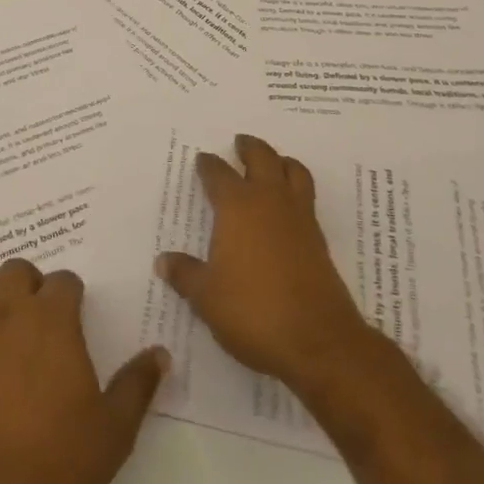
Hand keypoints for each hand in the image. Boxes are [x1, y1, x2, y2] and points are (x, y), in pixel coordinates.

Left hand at [0, 258, 168, 483]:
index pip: (63, 279)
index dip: (72, 294)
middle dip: (30, 285)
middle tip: (42, 320)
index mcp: (52, 320)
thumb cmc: (56, 464)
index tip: (78, 317)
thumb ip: (137, 385)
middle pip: (15, 271)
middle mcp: (8, 315)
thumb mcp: (114, 431)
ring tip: (9, 340)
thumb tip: (160, 354)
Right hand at [156, 134, 373, 392]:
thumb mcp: (206, 296)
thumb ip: (185, 274)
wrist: (318, 341)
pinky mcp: (319, 240)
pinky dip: (296, 190)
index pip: (219, 174)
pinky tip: (287, 208)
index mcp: (237, 206)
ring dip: (281, 162)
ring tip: (273, 163)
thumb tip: (163, 261)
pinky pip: (307, 198)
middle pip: (262, 158)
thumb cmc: (253, 311)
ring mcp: (299, 218)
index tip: (203, 160)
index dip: (209, 165)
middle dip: (249, 148)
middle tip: (240, 143)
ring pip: (294, 172)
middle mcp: (269, 202)